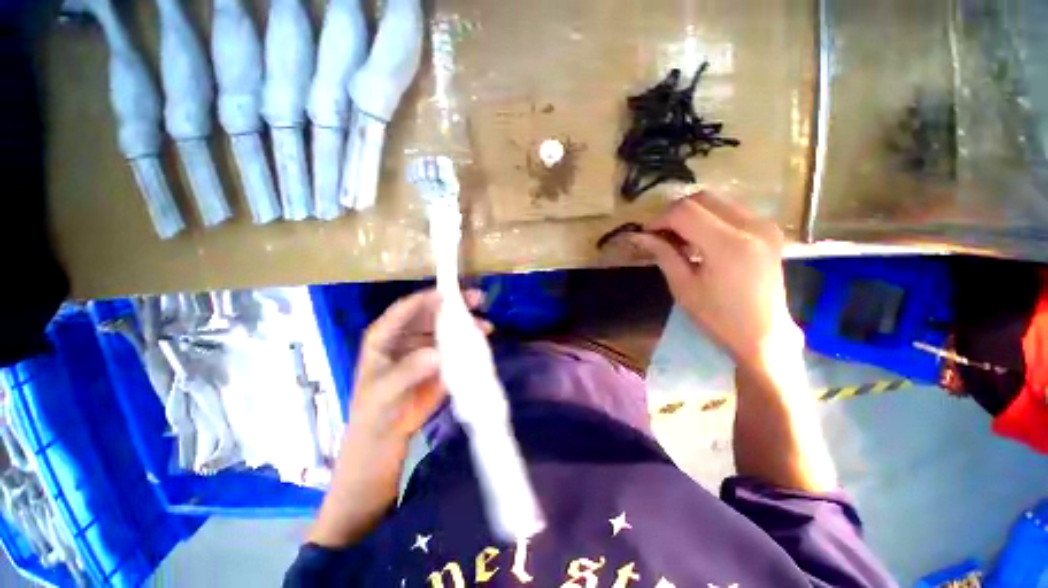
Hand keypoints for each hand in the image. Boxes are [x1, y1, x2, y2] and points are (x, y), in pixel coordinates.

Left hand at [309, 288, 487, 547]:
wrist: (386, 433)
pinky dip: (469, 339)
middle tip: (478, 299)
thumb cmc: (376, 409)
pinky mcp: (439, 357)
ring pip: (447, 325)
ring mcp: (425, 344)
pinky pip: (455, 342)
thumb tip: (436, 353)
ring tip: (486, 324)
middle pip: (432, 311)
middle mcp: (407, 333)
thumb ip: (406, 371)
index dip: (428, 298)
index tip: (451, 294)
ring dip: (466, 322)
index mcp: (385, 333)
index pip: (407, 308)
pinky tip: (482, 339)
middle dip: (455, 304)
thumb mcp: (384, 391)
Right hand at [629, 192, 802, 372]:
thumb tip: (639, 236)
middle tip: (661, 235)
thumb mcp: (683, 287)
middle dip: (674, 213)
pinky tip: (701, 239)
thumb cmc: (719, 317)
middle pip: (702, 199)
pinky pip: (731, 210)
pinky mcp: (769, 230)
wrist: (764, 334)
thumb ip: (663, 254)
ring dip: (692, 214)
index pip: (685, 212)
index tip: (647, 235)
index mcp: (728, 244)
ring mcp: (765, 225)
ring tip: (679, 238)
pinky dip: (709, 218)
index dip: (660, 219)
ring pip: (717, 201)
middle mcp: (752, 226)